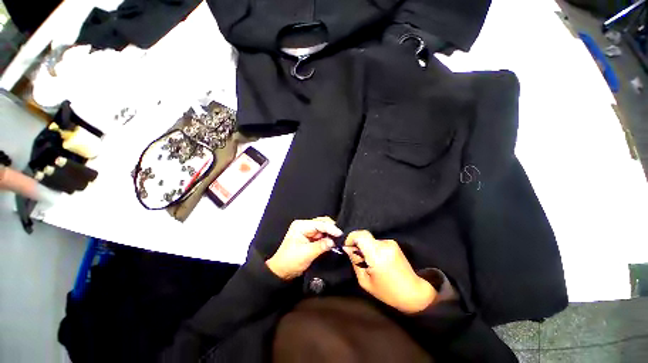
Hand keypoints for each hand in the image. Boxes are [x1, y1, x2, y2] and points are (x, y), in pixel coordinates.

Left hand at [266, 217, 342, 279]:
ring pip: (323, 229)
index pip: (319, 224)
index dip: (331, 228)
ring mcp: (307, 231)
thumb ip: (321, 246)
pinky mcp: (309, 237)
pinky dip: (327, 238)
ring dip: (330, 234)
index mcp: (301, 226)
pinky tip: (333, 242)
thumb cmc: (290, 262)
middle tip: (341, 237)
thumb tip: (333, 241)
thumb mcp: (306, 254)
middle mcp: (304, 225)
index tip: (340, 234)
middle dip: (331, 229)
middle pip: (322, 223)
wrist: (281, 271)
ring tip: (339, 240)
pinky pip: (321, 235)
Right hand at [343, 231, 436, 313]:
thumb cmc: (388, 292)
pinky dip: (374, 249)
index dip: (351, 238)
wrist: (414, 293)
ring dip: (367, 248)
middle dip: (358, 245)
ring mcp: (391, 243)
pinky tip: (379, 261)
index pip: (360, 235)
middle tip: (359, 260)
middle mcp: (384, 245)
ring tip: (370, 263)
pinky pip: (378, 243)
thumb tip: (347, 248)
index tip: (347, 247)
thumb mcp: (365, 281)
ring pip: (371, 240)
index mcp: (377, 255)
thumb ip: (355, 262)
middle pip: (364, 237)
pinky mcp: (394, 244)